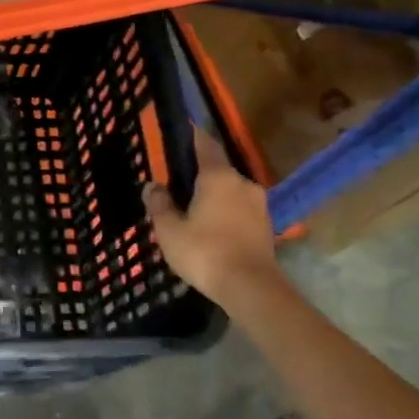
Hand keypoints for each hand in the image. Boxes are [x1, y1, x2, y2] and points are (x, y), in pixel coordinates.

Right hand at [143, 127, 278, 301]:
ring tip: (192, 209)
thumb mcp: (169, 230)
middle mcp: (242, 182)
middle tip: (177, 182)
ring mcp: (258, 204)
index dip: (191, 136)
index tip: (180, 130)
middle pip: (217, 169)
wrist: (250, 287)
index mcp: (218, 176)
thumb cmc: (204, 252)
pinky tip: (210, 227)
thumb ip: (159, 204)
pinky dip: (225, 212)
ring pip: (229, 191)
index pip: (204, 144)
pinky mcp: (266, 225)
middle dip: (198, 174)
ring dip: (213, 195)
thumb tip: (152, 186)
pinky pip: (239, 209)